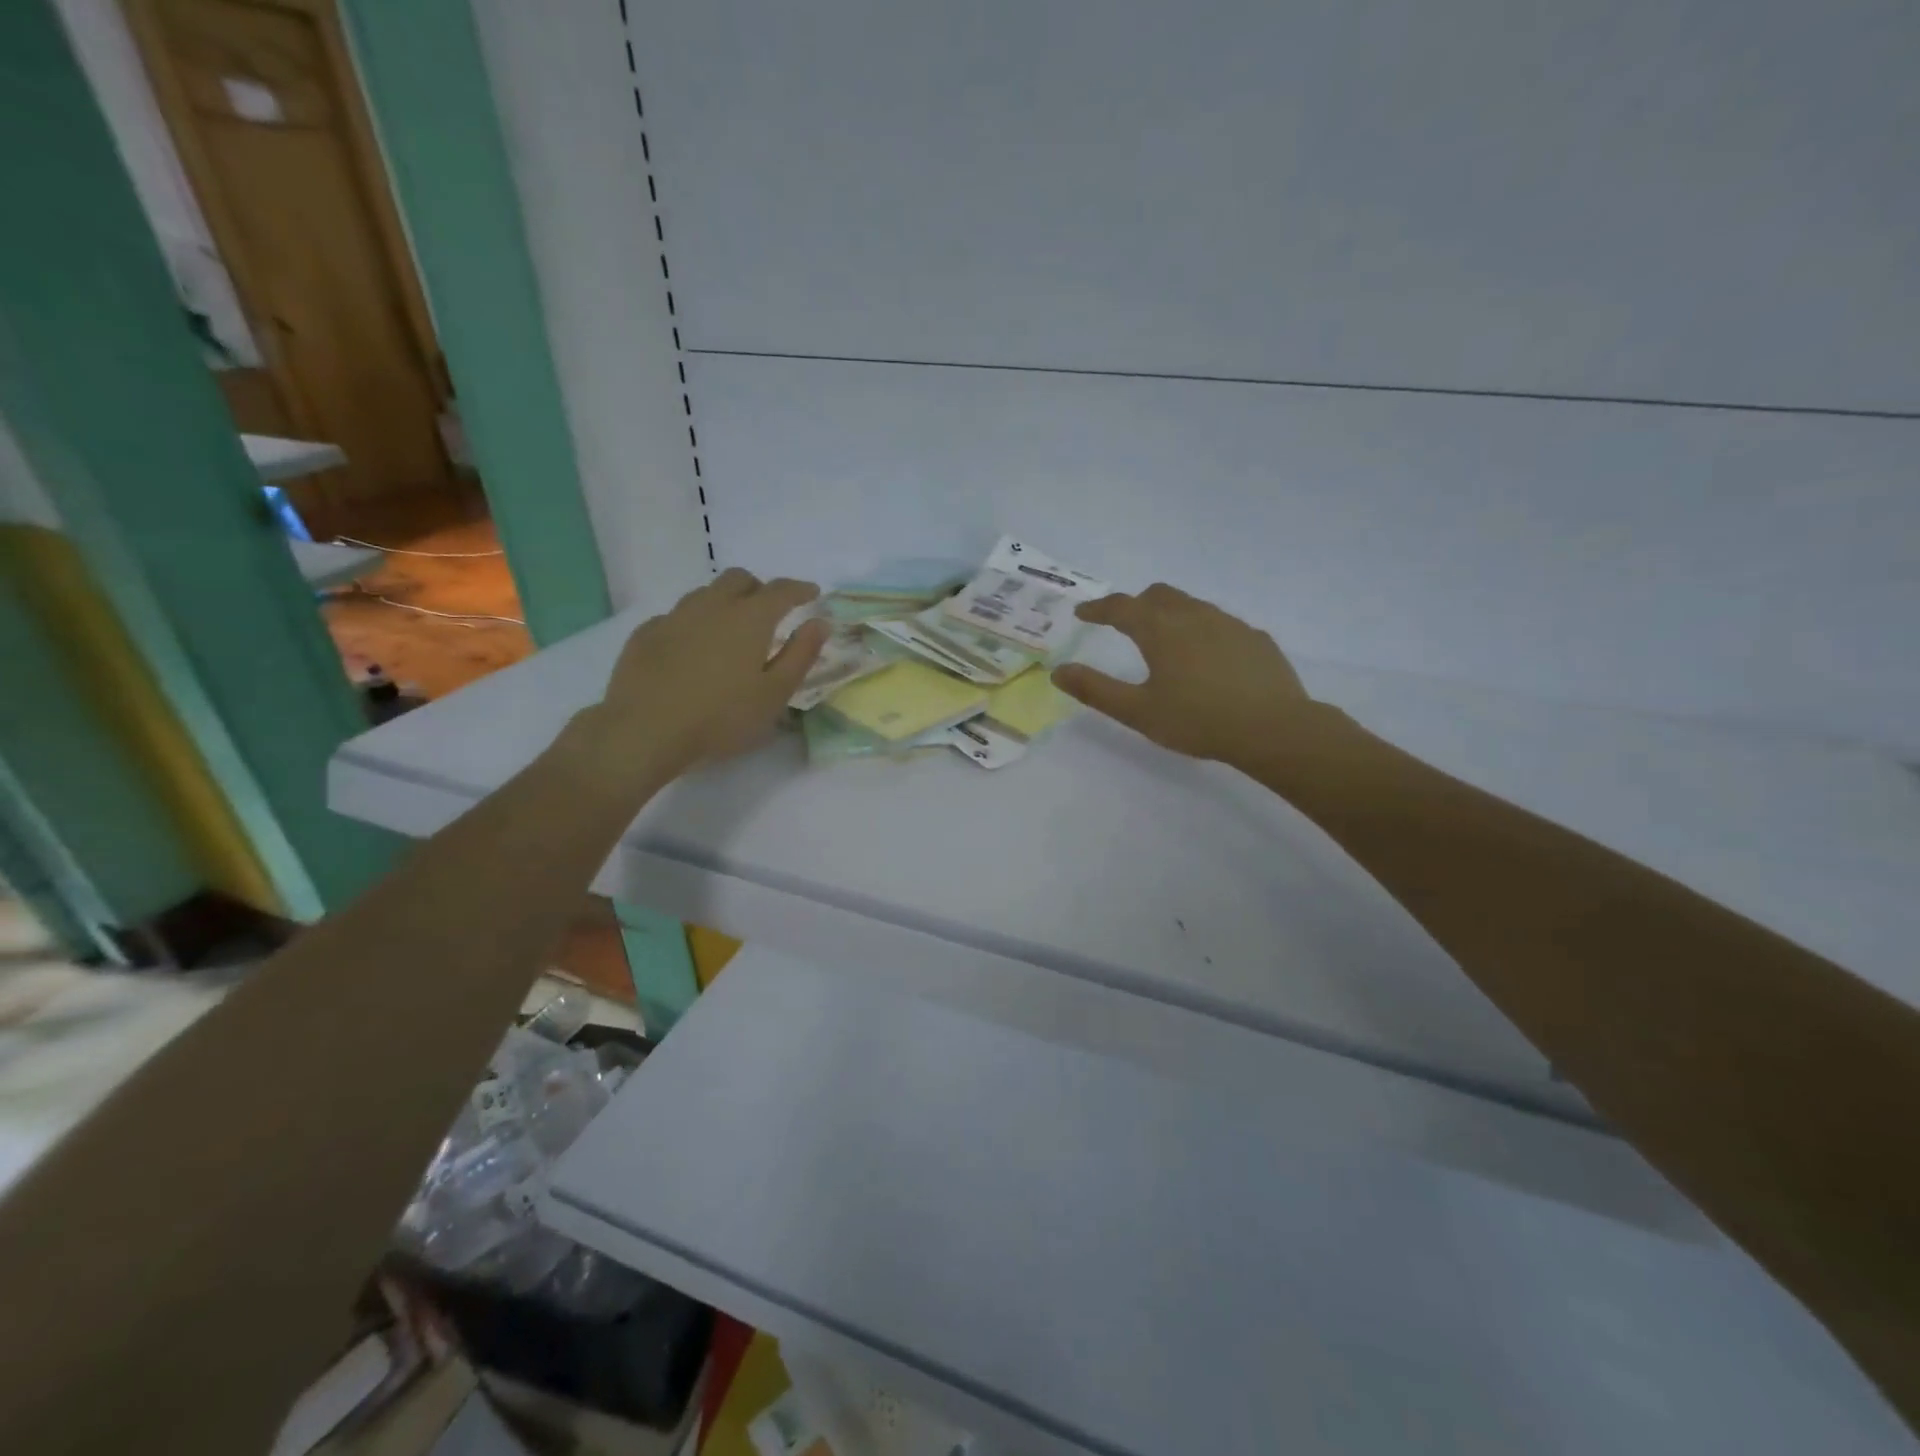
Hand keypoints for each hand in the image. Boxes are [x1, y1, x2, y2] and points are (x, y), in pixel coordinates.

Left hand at [590, 569, 828, 778]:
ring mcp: (674, 616)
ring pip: (705, 593)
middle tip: (769, 611)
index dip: (800, 589)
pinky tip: (692, 648)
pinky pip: (676, 616)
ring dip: (724, 602)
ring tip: (730, 629)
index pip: (781, 590)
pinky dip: (693, 623)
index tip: (812, 593)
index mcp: (750, 618)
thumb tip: (820, 622)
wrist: (645, 730)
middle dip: (759, 588)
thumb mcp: (775, 693)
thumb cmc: (721, 717)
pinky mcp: (646, 634)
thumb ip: (800, 655)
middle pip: (739, 579)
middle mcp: (712, 605)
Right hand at [1051, 584, 1321, 767]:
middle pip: (1158, 595)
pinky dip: (1202, 631)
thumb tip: (1058, 672)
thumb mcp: (1138, 712)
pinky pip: (1220, 623)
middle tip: (1123, 625)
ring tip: (1165, 642)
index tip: (1083, 613)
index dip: (1098, 608)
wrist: (1274, 728)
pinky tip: (1207, 659)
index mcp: (1160, 630)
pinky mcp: (1255, 638)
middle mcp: (1193, 616)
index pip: (1120, 607)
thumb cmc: (1198, 721)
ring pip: (1191, 605)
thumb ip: (1096, 690)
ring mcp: (1229, 623)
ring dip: (1170, 614)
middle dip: (1135, 604)